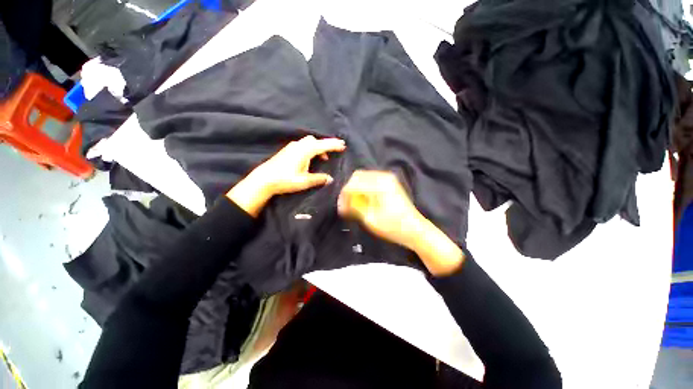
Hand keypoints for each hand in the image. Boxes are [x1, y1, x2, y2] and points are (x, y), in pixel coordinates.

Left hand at [227, 135, 345, 216]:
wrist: (264, 179)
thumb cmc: (285, 180)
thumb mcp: (304, 181)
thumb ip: (318, 179)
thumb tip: (330, 179)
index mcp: (305, 151)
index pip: (322, 145)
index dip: (333, 145)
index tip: (343, 145)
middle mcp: (299, 146)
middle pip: (316, 140)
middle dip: (327, 144)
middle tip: (336, 149)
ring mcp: (292, 147)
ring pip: (309, 142)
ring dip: (318, 147)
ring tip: (325, 157)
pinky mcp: (288, 150)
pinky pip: (303, 145)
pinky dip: (311, 149)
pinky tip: (311, 158)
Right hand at [337, 171, 463, 275]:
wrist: (415, 230)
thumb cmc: (393, 227)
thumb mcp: (370, 218)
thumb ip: (354, 207)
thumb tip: (342, 202)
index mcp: (379, 184)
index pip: (353, 184)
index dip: (344, 195)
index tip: (340, 208)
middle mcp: (383, 176)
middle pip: (357, 177)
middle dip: (349, 190)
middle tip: (345, 205)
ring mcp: (388, 178)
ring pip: (363, 178)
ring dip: (356, 189)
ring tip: (353, 204)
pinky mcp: (389, 183)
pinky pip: (370, 181)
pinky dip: (363, 189)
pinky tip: (363, 200)